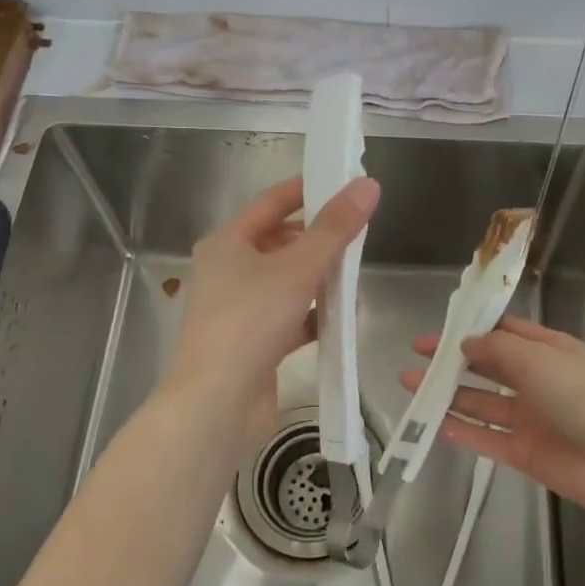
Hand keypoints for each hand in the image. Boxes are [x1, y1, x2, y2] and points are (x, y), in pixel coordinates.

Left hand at [161, 174, 379, 441]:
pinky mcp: (252, 344)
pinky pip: (289, 318)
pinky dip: (314, 316)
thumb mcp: (298, 268)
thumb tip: (368, 185)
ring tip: (355, 276)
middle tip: (358, 234)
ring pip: (287, 283)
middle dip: (318, 239)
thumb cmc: (251, 321)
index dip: (307, 190)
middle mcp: (228, 271)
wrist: (216, 403)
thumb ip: (335, 228)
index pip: (271, 203)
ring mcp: (238, 310)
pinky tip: (342, 319)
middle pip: (280, 243)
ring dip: (319, 279)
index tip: (343, 182)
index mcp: (227, 243)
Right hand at [400, 316, 584, 521]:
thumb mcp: (538, 358)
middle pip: (488, 366)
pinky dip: (460, 430)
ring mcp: (530, 418)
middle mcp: (538, 381)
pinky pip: (485, 437)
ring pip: (481, 402)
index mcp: (549, 350)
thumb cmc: (581, 396)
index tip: (439, 329)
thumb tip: (466, 343)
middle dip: (453, 360)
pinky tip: (432, 422)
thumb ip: (496, 348)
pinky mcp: (523, 452)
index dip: (472, 328)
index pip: (506, 332)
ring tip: (411, 384)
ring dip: (448, 393)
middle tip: (416, 356)